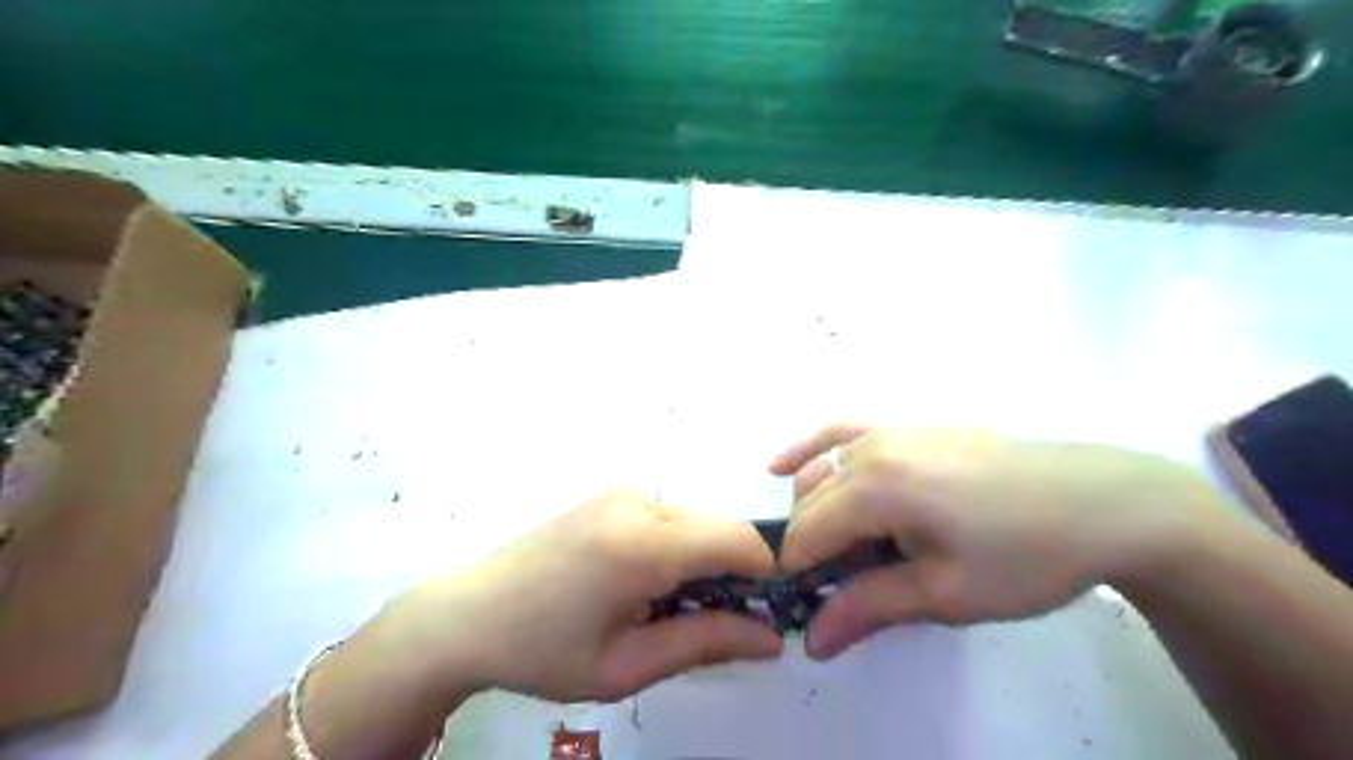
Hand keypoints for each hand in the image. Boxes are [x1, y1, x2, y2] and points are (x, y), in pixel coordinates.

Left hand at [380, 489, 783, 702]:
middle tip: (719, 621)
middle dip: (733, 571)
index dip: (767, 572)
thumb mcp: (626, 665)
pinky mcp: (608, 494)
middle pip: (719, 528)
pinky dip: (676, 546)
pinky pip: (666, 515)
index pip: (738, 540)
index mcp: (643, 545)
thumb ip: (706, 644)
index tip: (770, 609)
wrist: (467, 614)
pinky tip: (644, 582)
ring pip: (694, 521)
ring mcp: (620, 492)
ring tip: (670, 607)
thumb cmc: (544, 650)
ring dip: (702, 560)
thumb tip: (771, 638)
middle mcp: (638, 502)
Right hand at [767, 421, 1232, 657]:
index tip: (808, 609)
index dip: (799, 576)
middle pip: (810, 503)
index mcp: (876, 488)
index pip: (807, 535)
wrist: (1101, 503)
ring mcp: (889, 429)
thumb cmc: (1024, 555)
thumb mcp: (945, 593)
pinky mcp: (909, 426)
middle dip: (810, 548)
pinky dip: (809, 449)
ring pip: (822, 470)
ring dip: (814, 511)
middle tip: (838, 589)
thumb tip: (810, 642)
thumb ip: (869, 608)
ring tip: (839, 548)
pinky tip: (782, 464)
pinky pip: (843, 431)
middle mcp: (870, 449)